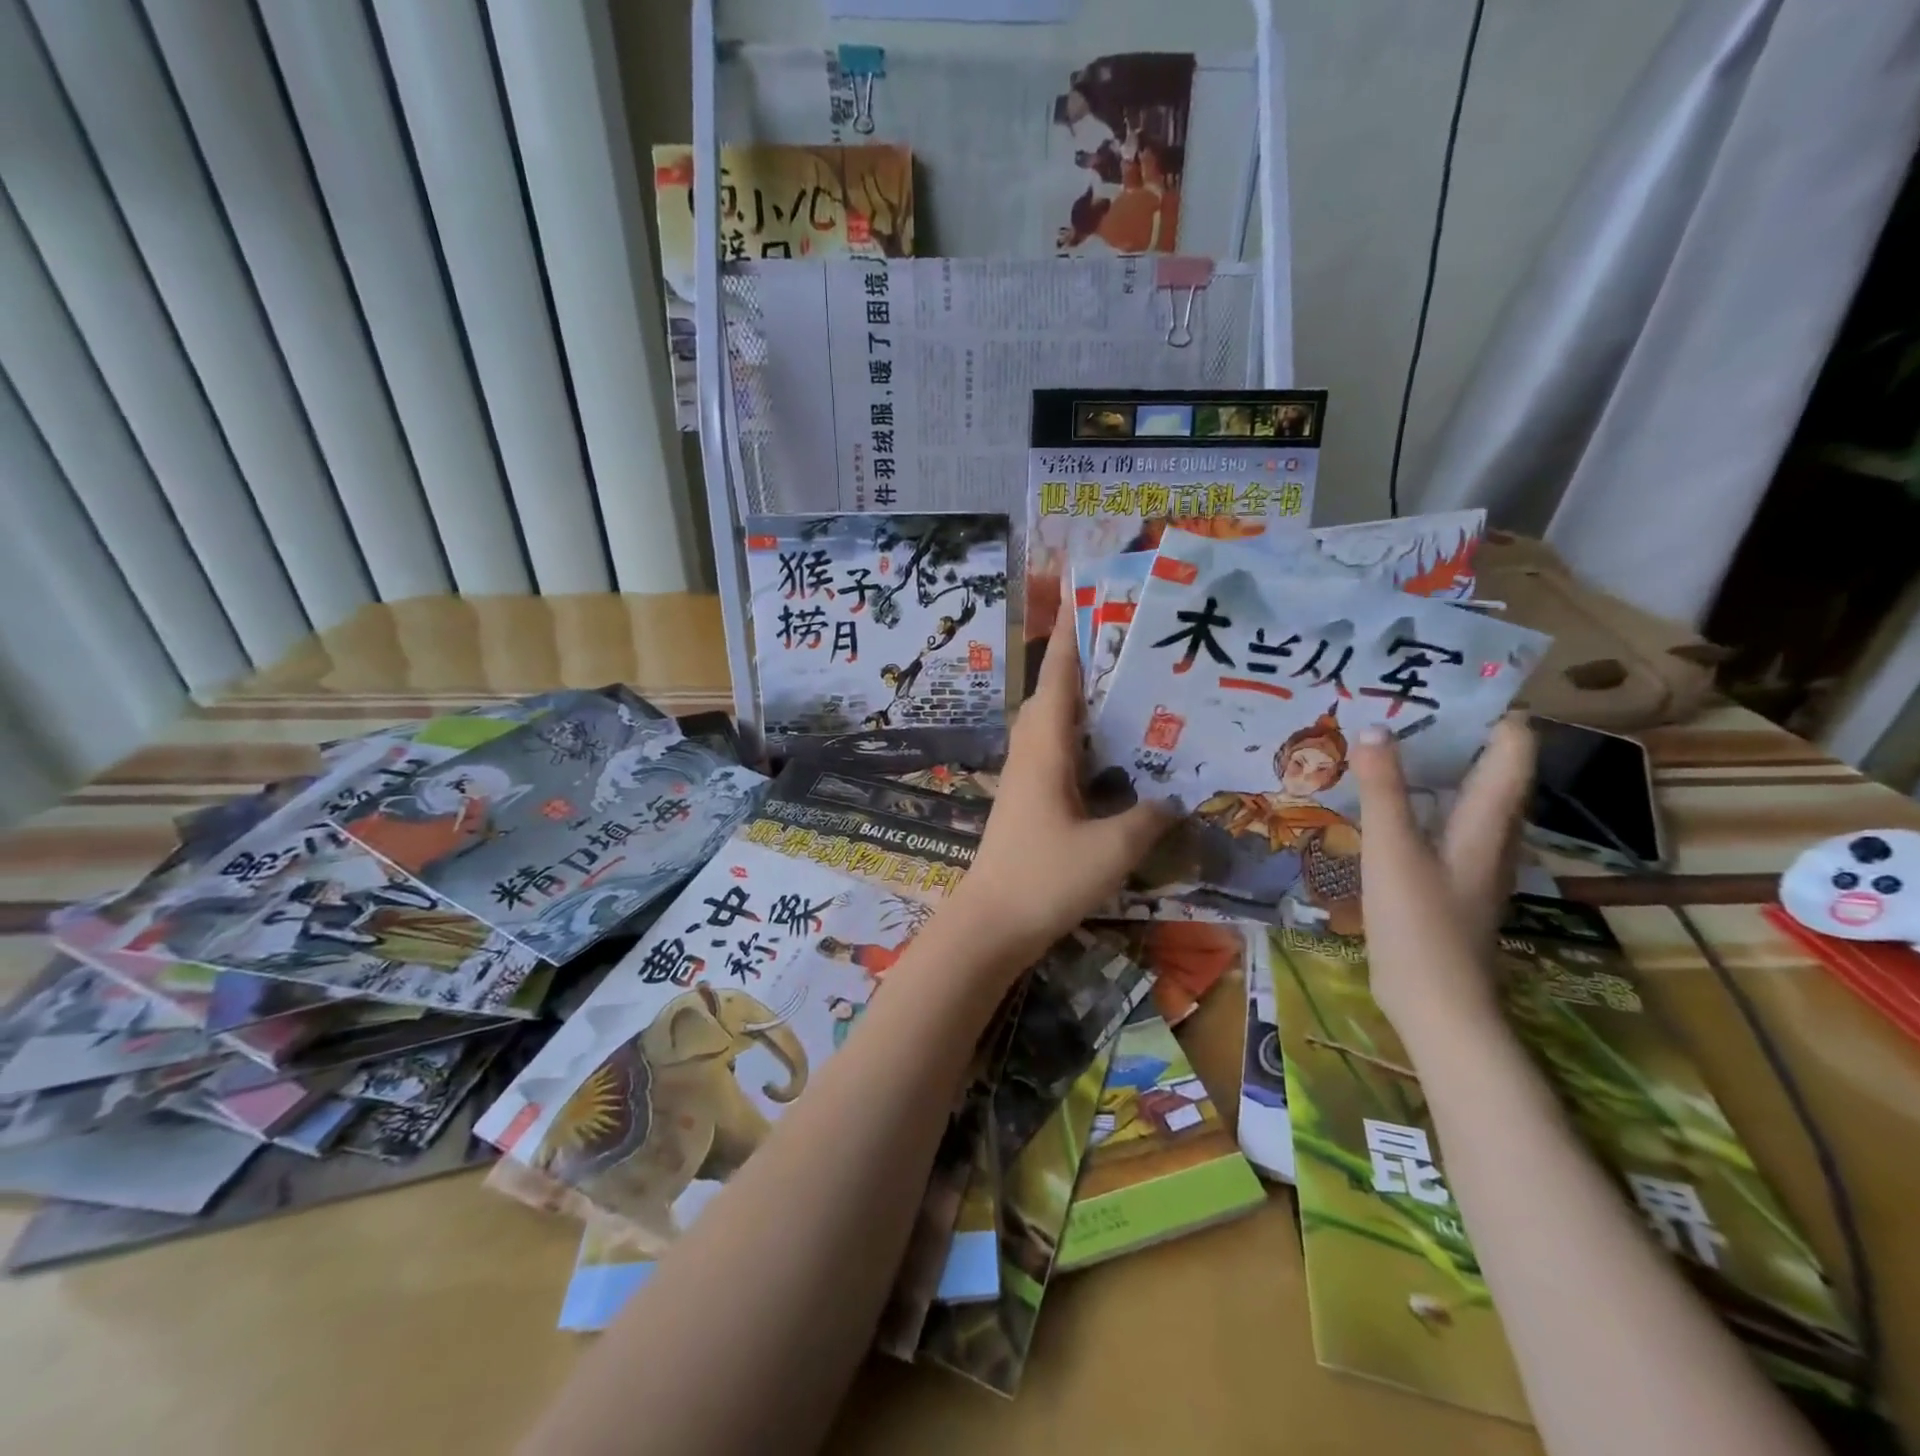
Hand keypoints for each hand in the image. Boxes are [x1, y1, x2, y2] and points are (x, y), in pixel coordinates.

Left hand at [948, 601, 1175, 969]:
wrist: (990, 924)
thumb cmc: (1046, 878)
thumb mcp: (1112, 849)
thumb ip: (1149, 818)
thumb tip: (1175, 797)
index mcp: (1045, 746)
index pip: (1060, 676)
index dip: (1072, 634)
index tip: (1085, 595)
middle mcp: (1031, 751)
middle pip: (1056, 692)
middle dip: (1085, 661)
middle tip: (1132, 642)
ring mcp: (1025, 775)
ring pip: (1055, 722)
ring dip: (1085, 701)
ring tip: (1131, 689)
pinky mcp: (1028, 799)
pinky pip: (1058, 751)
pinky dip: (1084, 739)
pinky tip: (1115, 755)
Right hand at [1351, 716, 1535, 1047]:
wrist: (1436, 1004)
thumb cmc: (1420, 923)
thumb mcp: (1391, 849)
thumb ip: (1382, 788)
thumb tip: (1374, 726)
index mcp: (1489, 818)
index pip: (1512, 746)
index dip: (1490, 710)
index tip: (1443, 682)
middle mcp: (1490, 832)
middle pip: (1488, 766)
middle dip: (1452, 731)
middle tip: (1397, 704)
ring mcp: (1470, 858)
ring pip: (1462, 794)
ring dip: (1431, 765)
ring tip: (1383, 741)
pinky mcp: (1448, 878)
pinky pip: (1439, 820)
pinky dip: (1416, 798)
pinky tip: (1378, 799)